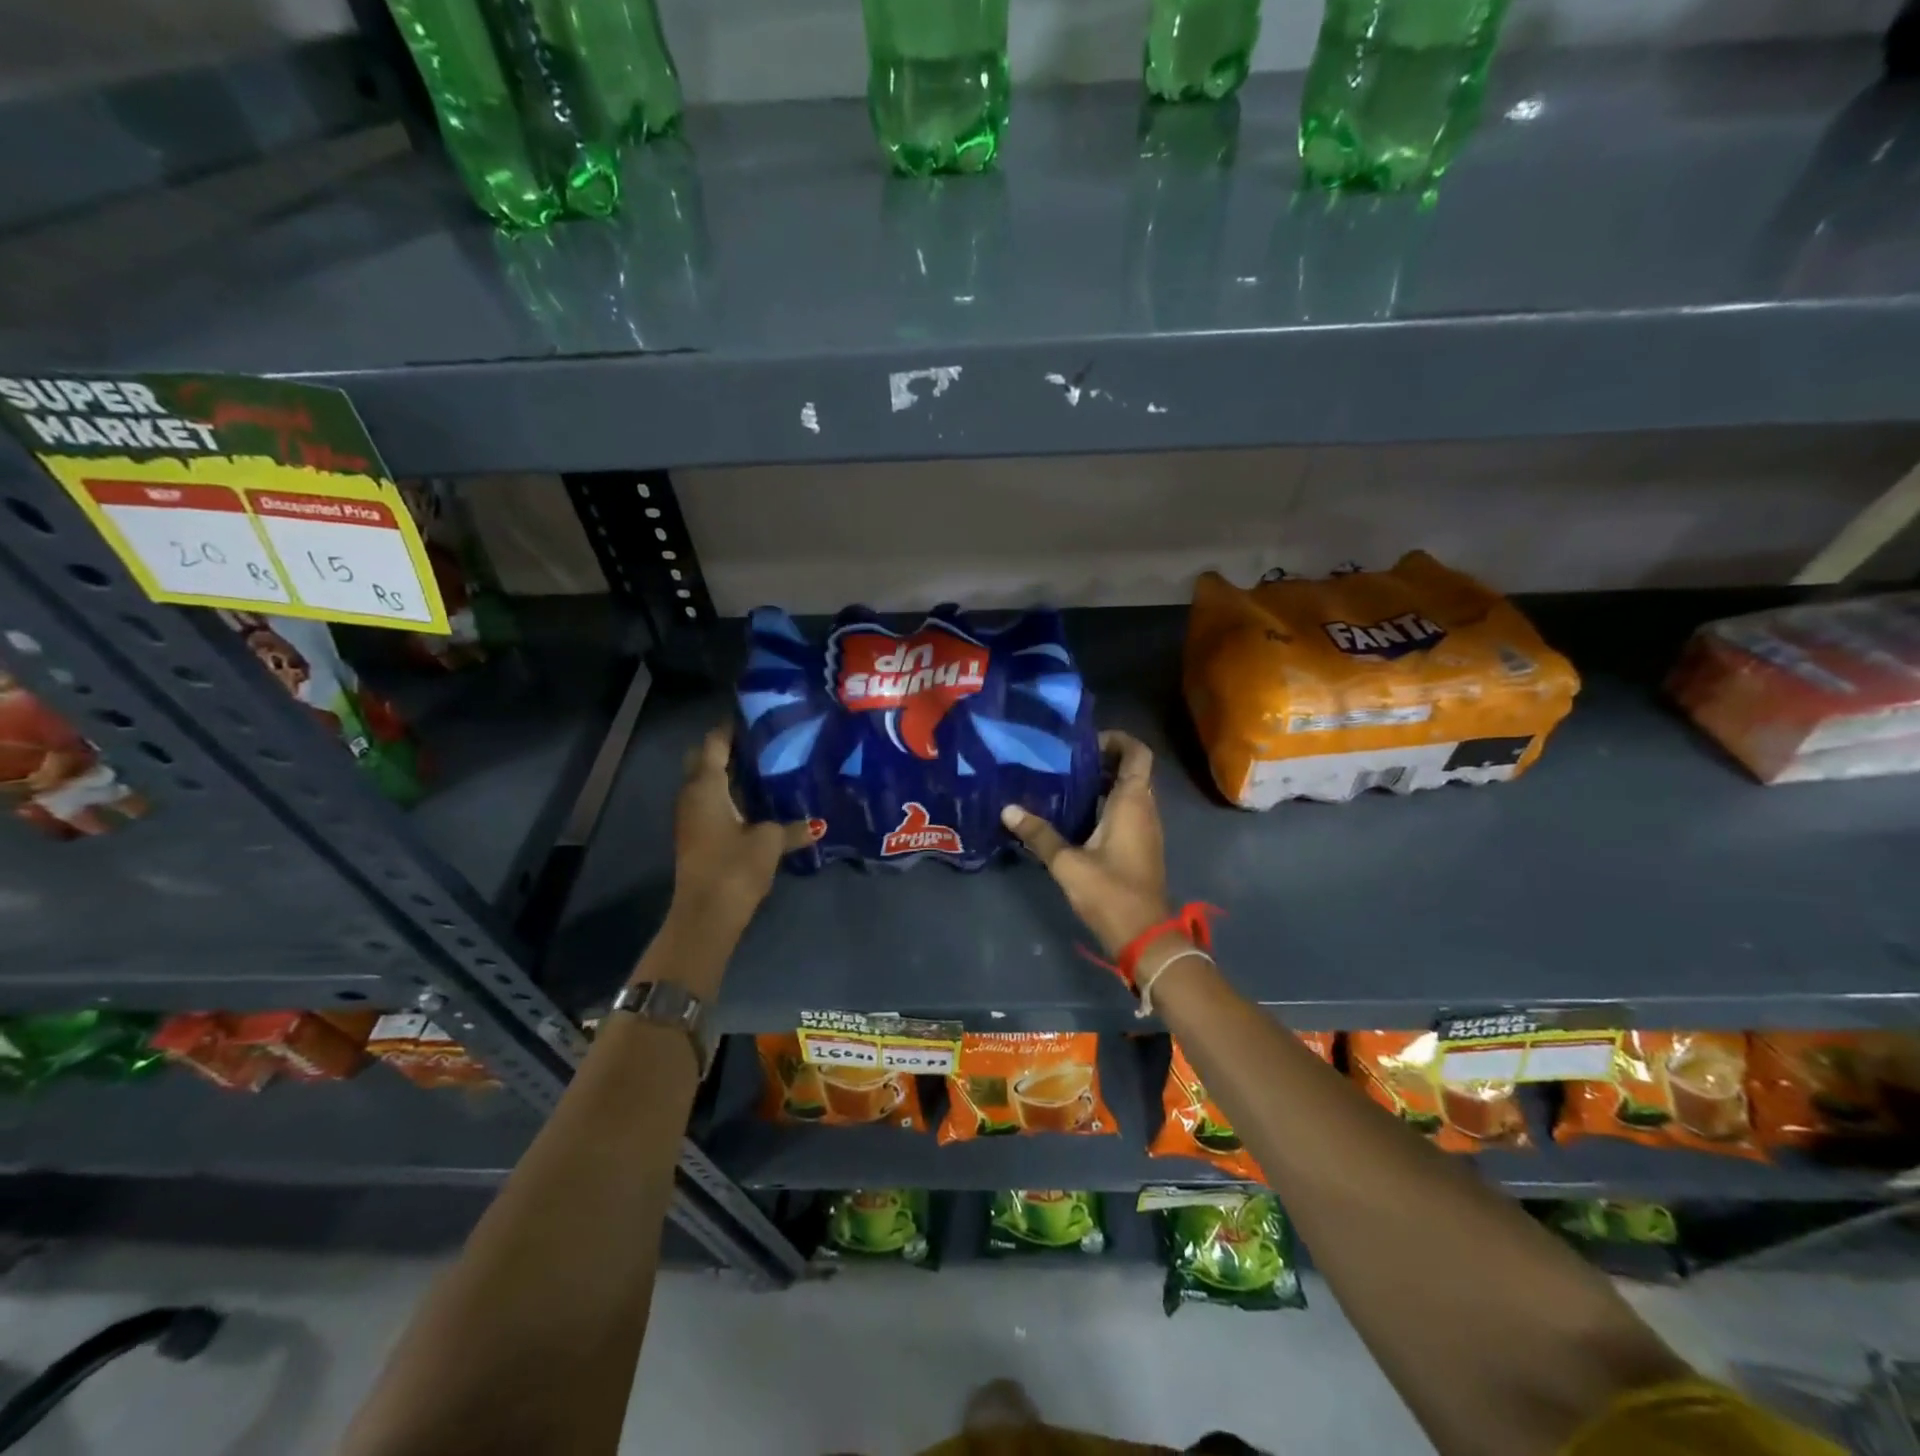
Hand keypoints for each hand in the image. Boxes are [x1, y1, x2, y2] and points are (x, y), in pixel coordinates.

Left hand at [669, 726, 809, 939]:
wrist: (706, 915)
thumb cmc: (734, 867)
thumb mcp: (770, 843)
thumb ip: (792, 828)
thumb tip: (816, 824)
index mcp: (706, 786)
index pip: (714, 743)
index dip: (731, 727)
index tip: (756, 715)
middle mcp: (692, 795)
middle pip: (704, 760)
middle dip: (728, 748)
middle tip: (763, 741)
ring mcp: (691, 817)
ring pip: (708, 783)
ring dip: (730, 774)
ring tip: (767, 766)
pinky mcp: (697, 836)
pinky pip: (712, 803)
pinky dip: (730, 795)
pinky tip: (759, 800)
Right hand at [1001, 730, 1171, 956]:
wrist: (1144, 936)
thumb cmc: (1110, 892)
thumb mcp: (1067, 863)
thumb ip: (1039, 834)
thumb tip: (1008, 810)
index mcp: (1132, 803)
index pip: (1137, 753)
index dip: (1117, 740)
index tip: (1086, 742)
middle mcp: (1145, 809)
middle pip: (1132, 770)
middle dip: (1103, 759)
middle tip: (1065, 759)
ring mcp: (1146, 829)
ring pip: (1129, 791)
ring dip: (1103, 782)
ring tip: (1064, 781)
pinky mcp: (1141, 846)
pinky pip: (1127, 811)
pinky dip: (1106, 803)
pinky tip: (1075, 814)